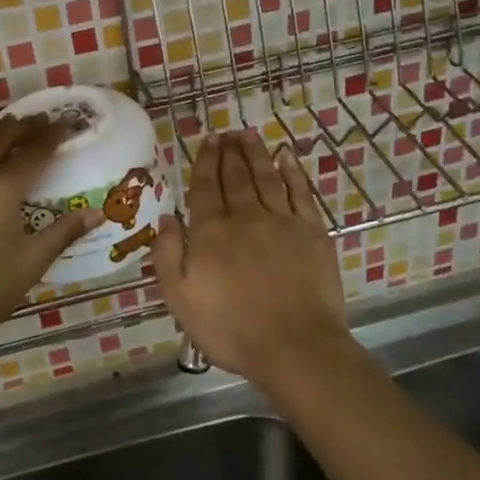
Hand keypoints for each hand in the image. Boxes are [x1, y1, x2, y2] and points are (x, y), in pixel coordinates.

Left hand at [0, 114, 99, 354]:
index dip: (52, 136)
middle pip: (0, 138)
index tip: (68, 124)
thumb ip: (63, 232)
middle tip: (43, 120)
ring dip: (0, 135)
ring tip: (17, 130)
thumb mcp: (32, 262)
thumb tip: (95, 213)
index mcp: (0, 189)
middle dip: (24, 126)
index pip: (33, 153)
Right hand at [154, 130, 348, 381]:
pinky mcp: (312, 232)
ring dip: (256, 153)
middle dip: (229, 151)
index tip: (208, 140)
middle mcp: (245, 216)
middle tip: (227, 132)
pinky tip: (287, 157)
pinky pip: (300, 192)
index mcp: (210, 231)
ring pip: (266, 176)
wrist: (294, 346)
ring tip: (248, 135)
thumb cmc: (230, 328)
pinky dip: (293, 172)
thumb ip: (167, 255)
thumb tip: (167, 218)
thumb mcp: (179, 298)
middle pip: (236, 175)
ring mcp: (282, 221)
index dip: (206, 161)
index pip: (206, 186)